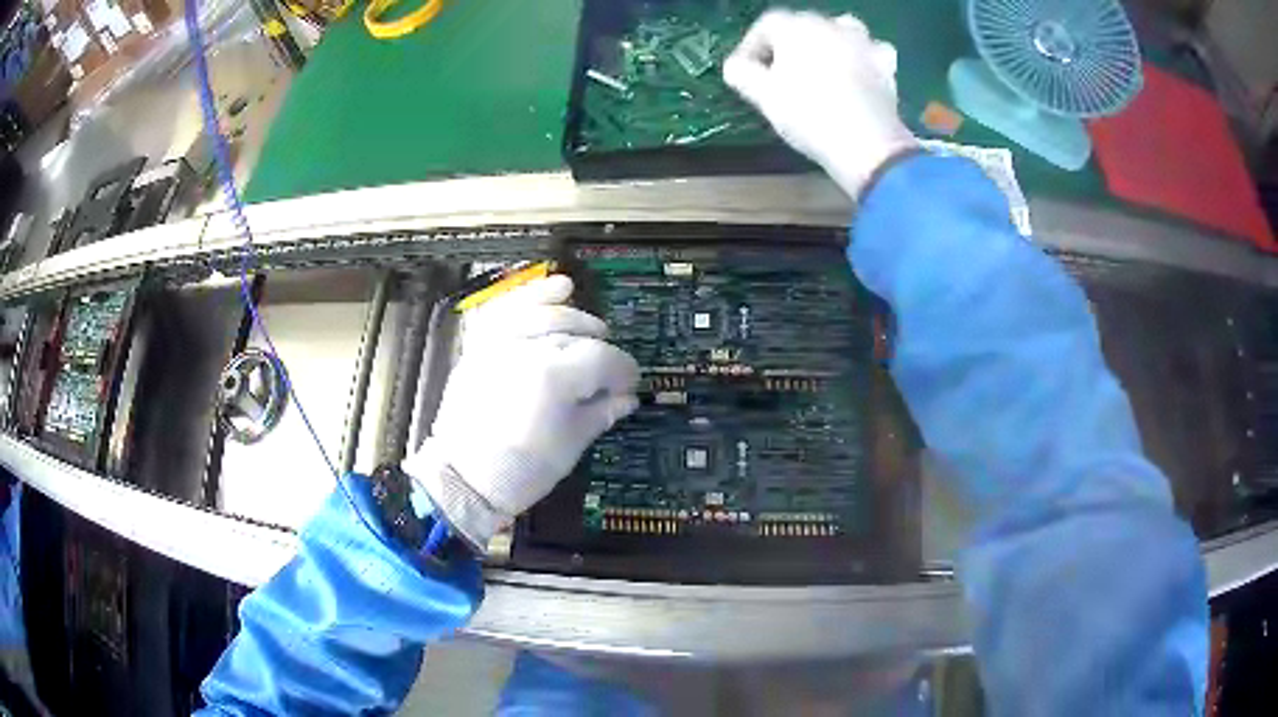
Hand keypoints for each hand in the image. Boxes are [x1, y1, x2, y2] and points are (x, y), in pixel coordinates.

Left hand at [405, 275, 639, 548]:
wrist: (463, 480)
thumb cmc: (520, 471)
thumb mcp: (569, 446)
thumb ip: (600, 413)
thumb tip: (627, 399)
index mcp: (553, 377)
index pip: (603, 358)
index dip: (624, 371)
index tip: (630, 386)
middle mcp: (527, 349)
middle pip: (577, 334)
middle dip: (601, 349)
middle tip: (610, 372)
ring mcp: (499, 344)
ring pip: (544, 313)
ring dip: (573, 315)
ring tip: (592, 325)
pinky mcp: (481, 347)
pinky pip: (508, 309)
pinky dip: (530, 296)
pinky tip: (555, 291)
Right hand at [724, 10, 917, 197]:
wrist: (867, 144)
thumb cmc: (808, 115)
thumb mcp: (762, 96)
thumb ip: (741, 73)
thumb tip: (736, 65)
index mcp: (796, 26)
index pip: (765, 25)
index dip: (751, 47)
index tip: (745, 72)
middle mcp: (830, 24)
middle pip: (802, 26)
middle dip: (788, 46)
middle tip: (780, 74)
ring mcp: (863, 42)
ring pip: (839, 31)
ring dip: (827, 44)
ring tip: (821, 68)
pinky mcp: (886, 64)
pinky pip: (870, 51)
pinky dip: (861, 58)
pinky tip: (857, 74)